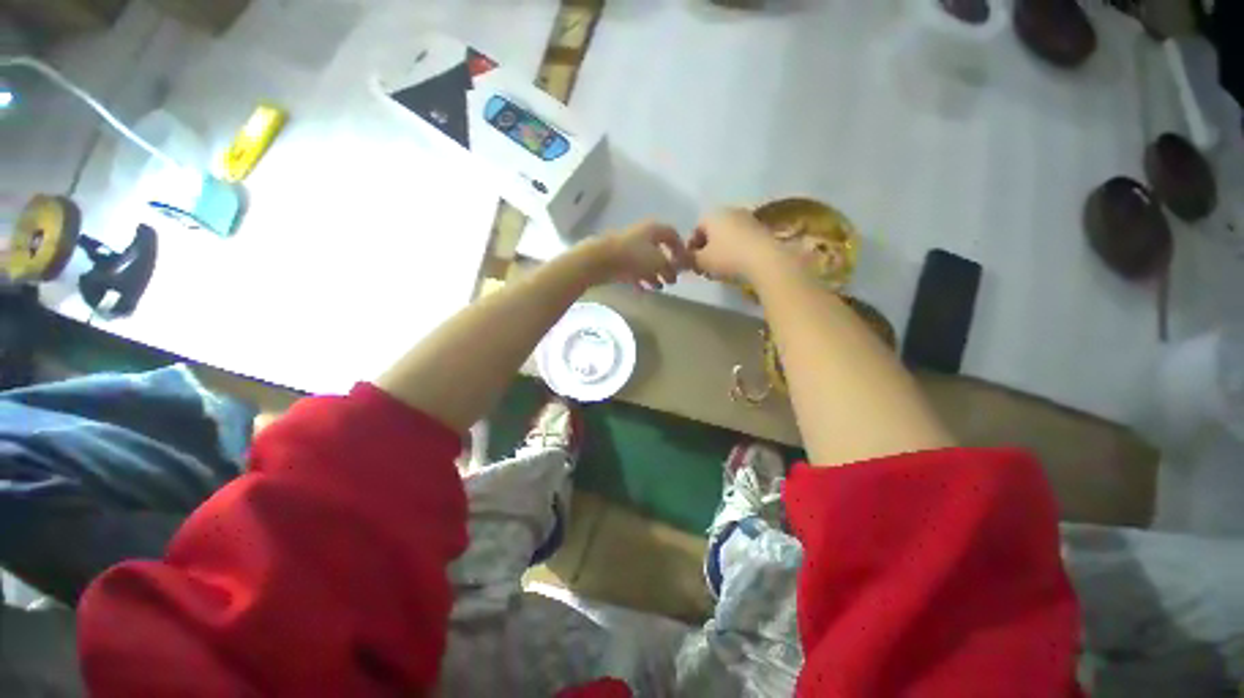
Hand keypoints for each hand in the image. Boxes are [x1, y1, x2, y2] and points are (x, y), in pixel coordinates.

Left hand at [587, 220, 690, 290]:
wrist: (600, 260)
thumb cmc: (634, 257)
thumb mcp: (659, 262)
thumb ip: (670, 268)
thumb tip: (674, 274)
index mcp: (654, 230)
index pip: (672, 234)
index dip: (680, 248)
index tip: (684, 263)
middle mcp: (642, 236)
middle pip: (658, 250)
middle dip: (666, 265)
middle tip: (672, 279)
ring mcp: (628, 248)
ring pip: (645, 261)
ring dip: (653, 274)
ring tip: (659, 288)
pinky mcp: (617, 260)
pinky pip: (633, 270)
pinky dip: (639, 279)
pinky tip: (643, 290)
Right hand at [688, 208, 779, 283]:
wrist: (765, 259)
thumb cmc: (727, 257)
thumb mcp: (701, 261)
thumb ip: (690, 259)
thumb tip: (686, 259)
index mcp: (712, 214)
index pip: (695, 229)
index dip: (691, 247)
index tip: (692, 262)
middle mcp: (730, 211)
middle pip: (713, 231)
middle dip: (707, 247)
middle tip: (705, 265)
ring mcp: (748, 218)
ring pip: (728, 235)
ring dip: (722, 249)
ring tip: (721, 267)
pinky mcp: (762, 229)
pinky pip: (742, 239)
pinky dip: (736, 249)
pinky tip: (737, 264)